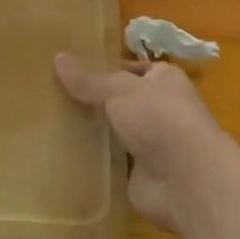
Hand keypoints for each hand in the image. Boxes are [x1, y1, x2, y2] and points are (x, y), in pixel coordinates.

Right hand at [54, 53, 228, 230]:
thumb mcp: (119, 90)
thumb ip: (89, 79)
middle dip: (94, 101)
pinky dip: (94, 161)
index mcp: (163, 79)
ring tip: (51, 122)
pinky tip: (64, 154)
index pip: (130, 68)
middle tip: (54, 95)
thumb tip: (58, 57)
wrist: (188, 181)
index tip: (71, 70)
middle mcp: (160, 109)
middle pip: (120, 101)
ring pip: (115, 132)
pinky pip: (111, 163)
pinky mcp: (141, 175)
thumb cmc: (159, 119)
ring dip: (93, 132)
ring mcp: (152, 145)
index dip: (104, 68)